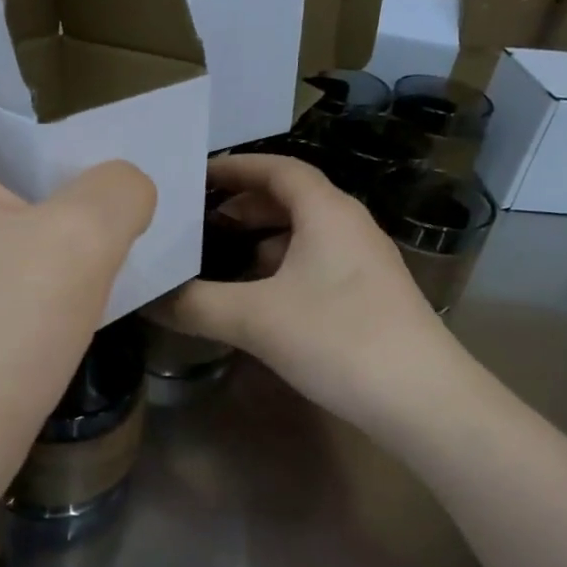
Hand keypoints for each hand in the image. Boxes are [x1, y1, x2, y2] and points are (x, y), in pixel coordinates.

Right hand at [149, 154, 456, 434]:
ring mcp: (364, 264)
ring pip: (304, 237)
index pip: (278, 168)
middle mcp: (350, 227)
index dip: (235, 167)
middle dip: (243, 207)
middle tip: (198, 222)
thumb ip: (195, 304)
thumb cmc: (338, 339)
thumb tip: (145, 298)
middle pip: (291, 200)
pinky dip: (281, 271)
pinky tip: (258, 301)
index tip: (195, 175)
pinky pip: (316, 267)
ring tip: (219, 260)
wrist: (422, 399)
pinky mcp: (369, 298)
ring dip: (261, 242)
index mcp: (328, 212)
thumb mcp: (255, 319)